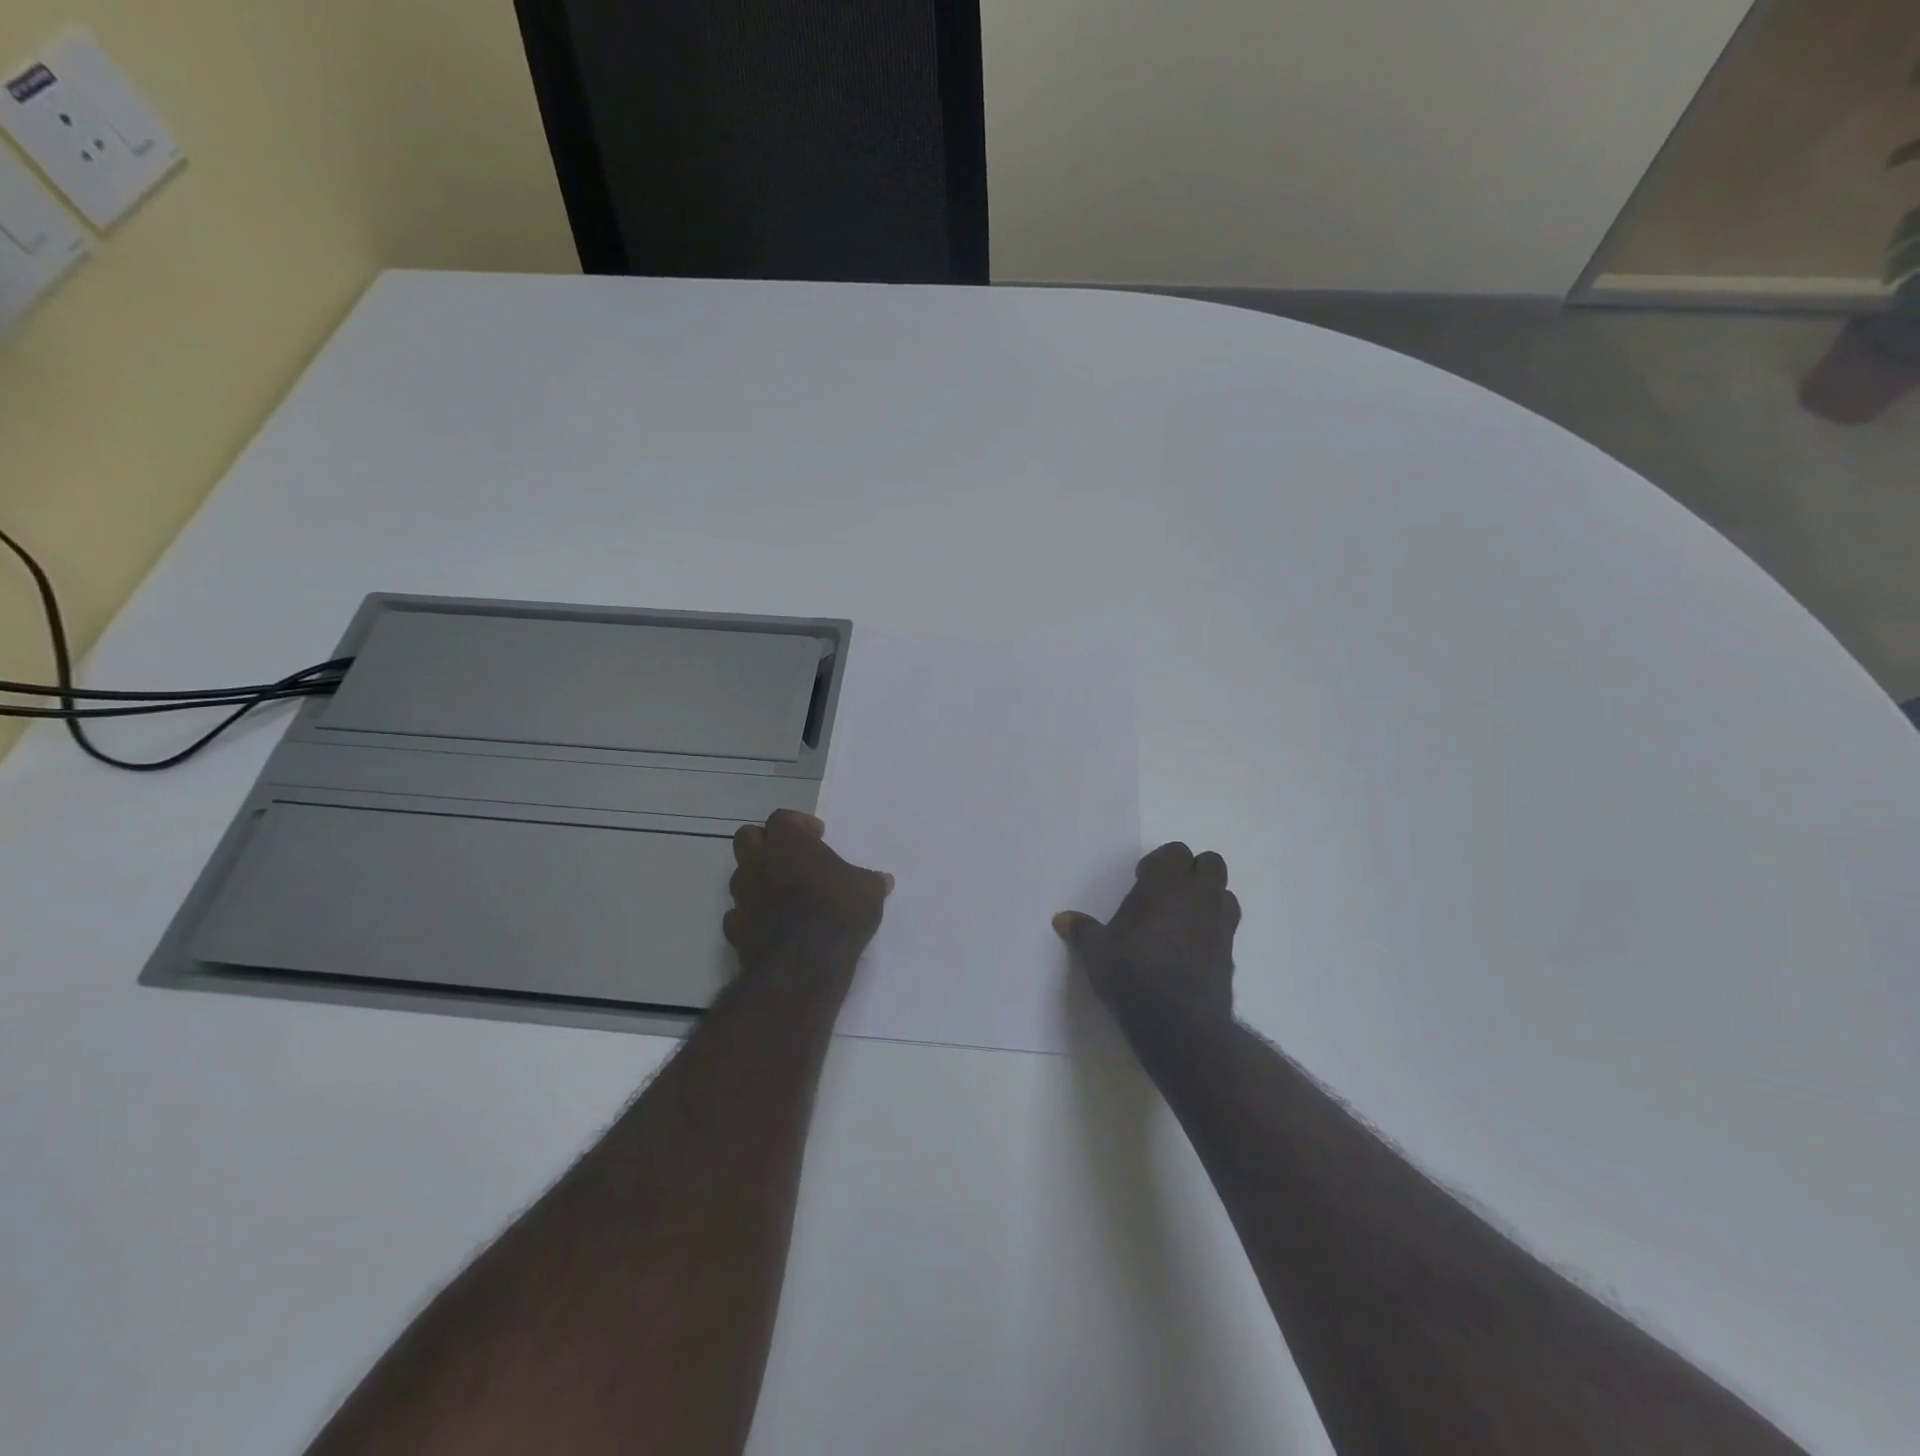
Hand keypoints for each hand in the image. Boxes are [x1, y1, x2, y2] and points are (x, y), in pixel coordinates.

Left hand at [726, 810, 892, 970]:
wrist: (803, 964)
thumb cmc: (838, 912)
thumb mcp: (868, 893)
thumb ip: (871, 882)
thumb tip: (884, 881)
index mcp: (788, 842)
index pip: (783, 818)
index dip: (799, 824)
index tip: (818, 836)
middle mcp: (758, 862)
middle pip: (747, 837)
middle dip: (766, 842)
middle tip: (790, 856)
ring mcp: (742, 896)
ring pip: (740, 875)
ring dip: (758, 878)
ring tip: (783, 893)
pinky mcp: (734, 928)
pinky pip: (738, 913)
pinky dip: (752, 914)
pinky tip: (771, 924)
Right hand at [1054, 842, 1238, 1032]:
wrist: (1178, 1022)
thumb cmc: (1131, 972)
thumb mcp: (1096, 951)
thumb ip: (1082, 931)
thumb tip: (1061, 919)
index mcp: (1166, 883)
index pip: (1175, 852)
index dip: (1159, 863)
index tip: (1141, 880)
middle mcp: (1199, 895)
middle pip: (1210, 863)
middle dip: (1191, 872)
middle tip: (1165, 893)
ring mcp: (1221, 923)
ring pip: (1224, 893)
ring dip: (1207, 897)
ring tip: (1181, 918)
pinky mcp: (1231, 952)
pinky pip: (1226, 926)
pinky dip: (1212, 928)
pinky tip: (1190, 948)